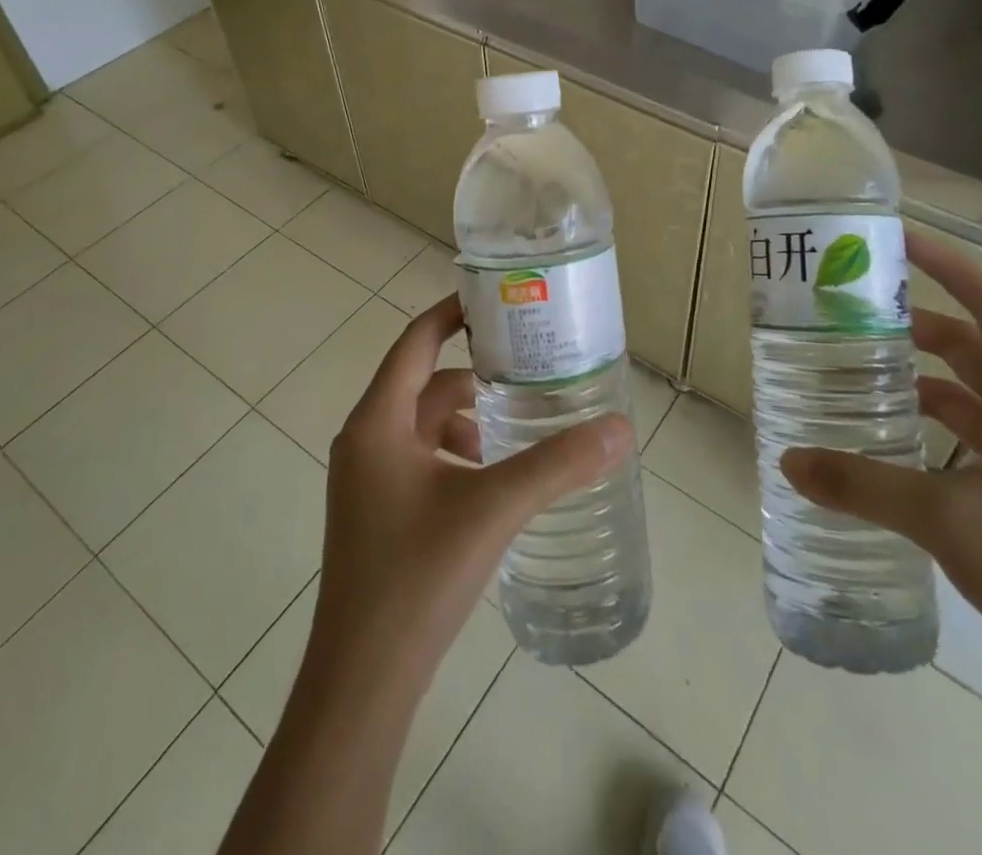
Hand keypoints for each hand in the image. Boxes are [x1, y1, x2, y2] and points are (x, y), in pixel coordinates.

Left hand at [306, 294, 633, 692]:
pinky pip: (420, 462)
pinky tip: (491, 485)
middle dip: (475, 377)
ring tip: (518, 434)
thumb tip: (620, 428)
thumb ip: (557, 465)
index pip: (415, 341)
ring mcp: (367, 482)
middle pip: (424, 385)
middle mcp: (365, 441)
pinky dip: (456, 457)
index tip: (496, 300)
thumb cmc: (417, 575)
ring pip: (423, 427)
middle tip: (528, 371)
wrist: (361, 681)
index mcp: (378, 422)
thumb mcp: (493, 508)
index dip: (452, 314)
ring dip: (468, 422)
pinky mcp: (376, 515)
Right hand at [780, 233, 981, 709]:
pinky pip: (961, 438)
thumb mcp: (945, 517)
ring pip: (964, 394)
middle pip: (971, 347)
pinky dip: (922, 427)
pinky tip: (879, 436)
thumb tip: (789, 460)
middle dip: (915, 323)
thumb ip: (862, 484)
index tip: (895, 239)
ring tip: (853, 367)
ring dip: (916, 377)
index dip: (947, 266)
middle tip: (851, 312)